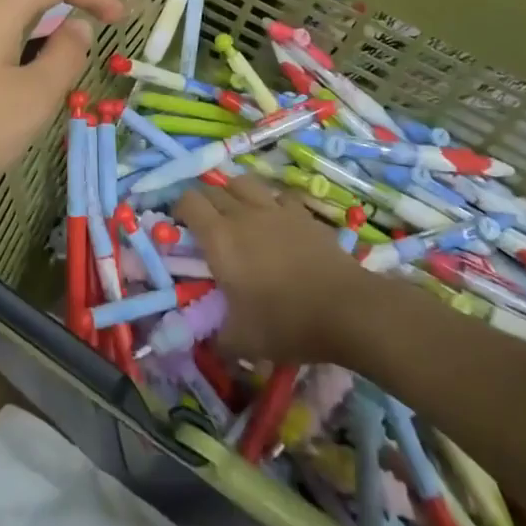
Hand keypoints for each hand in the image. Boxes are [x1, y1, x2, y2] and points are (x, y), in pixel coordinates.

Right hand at [176, 174, 363, 362]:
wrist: (345, 309)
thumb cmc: (285, 322)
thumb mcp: (243, 342)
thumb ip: (219, 339)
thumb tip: (211, 343)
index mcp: (219, 238)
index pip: (188, 202)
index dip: (180, 209)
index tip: (181, 226)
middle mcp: (242, 214)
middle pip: (213, 189)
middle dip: (204, 202)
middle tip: (206, 225)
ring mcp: (274, 209)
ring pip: (244, 182)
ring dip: (234, 193)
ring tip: (238, 212)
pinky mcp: (302, 213)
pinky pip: (279, 195)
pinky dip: (272, 203)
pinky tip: (276, 220)